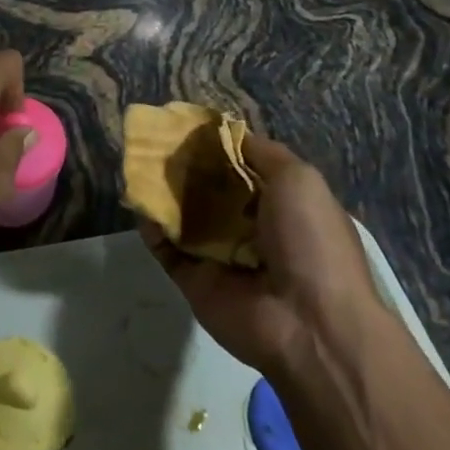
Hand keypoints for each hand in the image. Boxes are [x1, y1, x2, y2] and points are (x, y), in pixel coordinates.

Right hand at [141, 134, 378, 376]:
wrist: (309, 325)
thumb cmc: (310, 241)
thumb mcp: (299, 179)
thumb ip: (260, 151)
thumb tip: (225, 130)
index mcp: (282, 205)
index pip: (241, 168)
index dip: (216, 146)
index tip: (187, 125)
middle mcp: (251, 228)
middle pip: (209, 190)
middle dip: (185, 167)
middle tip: (156, 141)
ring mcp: (221, 256)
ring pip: (184, 216)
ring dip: (163, 192)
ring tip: (139, 164)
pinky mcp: (195, 280)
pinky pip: (167, 248)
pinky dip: (151, 226)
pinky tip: (140, 203)